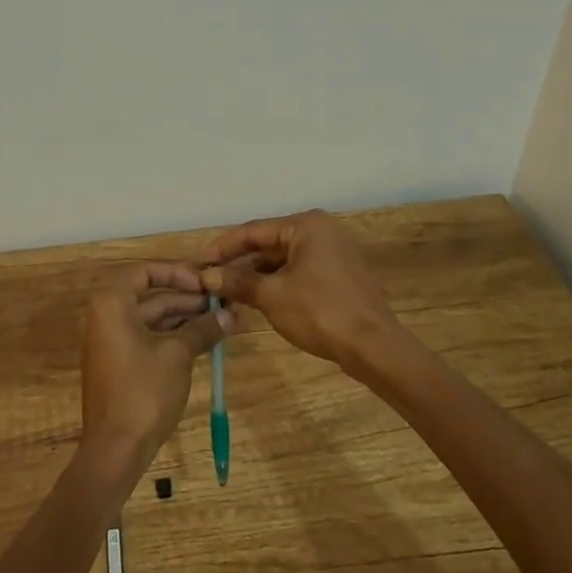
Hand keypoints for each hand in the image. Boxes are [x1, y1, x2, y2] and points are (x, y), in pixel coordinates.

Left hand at [80, 263, 232, 462]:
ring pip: (151, 319)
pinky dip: (173, 337)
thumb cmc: (144, 390)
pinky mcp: (119, 364)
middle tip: (223, 303)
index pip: (145, 271)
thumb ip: (203, 329)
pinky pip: (147, 338)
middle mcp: (106, 317)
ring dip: (184, 319)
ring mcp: (111, 342)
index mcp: (113, 304)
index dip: (177, 272)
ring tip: (221, 321)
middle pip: (150, 296)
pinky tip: (203, 341)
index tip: (205, 283)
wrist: (115, 447)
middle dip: (187, 298)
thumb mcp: (178, 354)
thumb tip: (231, 315)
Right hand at [199, 209, 402, 369]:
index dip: (222, 247)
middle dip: (238, 263)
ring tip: (226, 292)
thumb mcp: (271, 296)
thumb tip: (207, 277)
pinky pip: (298, 272)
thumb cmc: (319, 312)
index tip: (198, 263)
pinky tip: (255, 299)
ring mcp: (333, 254)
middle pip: (268, 244)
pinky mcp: (339, 276)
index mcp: (306, 225)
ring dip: (255, 276)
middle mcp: (321, 232)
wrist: (373, 347)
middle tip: (209, 279)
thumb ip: (237, 282)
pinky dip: (276, 283)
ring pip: (282, 260)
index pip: (253, 231)